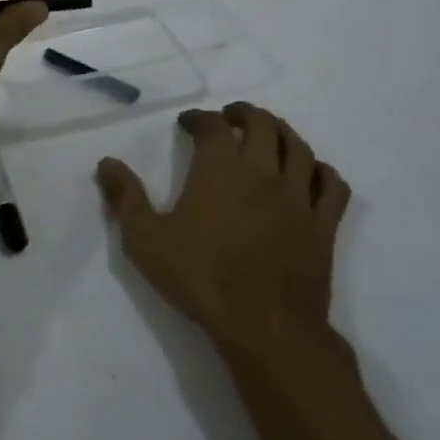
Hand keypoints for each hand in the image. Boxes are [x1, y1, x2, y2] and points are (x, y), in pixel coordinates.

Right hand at [96, 103, 352, 368]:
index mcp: (220, 169)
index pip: (213, 125)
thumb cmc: (200, 277)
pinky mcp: (323, 225)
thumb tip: (107, 163)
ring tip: (268, 134)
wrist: (263, 325)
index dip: (199, 117)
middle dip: (244, 114)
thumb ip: (125, 197)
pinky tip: (311, 173)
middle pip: (262, 124)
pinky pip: (332, 186)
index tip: (187, 123)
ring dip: (282, 132)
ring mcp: (298, 197)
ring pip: (299, 148)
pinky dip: (321, 171)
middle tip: (230, 117)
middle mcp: (263, 172)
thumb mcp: (145, 239)